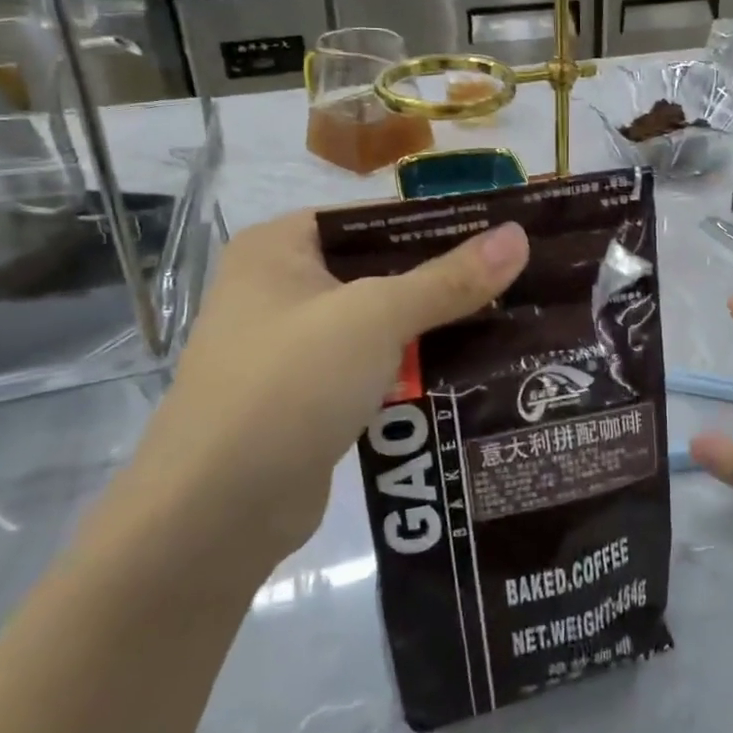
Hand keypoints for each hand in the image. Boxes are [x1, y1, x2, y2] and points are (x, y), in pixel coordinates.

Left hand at [127, 211, 529, 565]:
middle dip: (446, 280)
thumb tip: (519, 236)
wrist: (214, 515)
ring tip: (509, 322)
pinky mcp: (308, 397)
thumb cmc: (289, 385)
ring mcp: (293, 346)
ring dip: (436, 327)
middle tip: (517, 281)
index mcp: (280, 247)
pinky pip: (375, 366)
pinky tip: (470, 371)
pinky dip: (415, 368)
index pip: (377, 217)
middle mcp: (281, 288)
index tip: (503, 234)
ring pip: (382, 322)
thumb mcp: (376, 318)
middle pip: (383, 269)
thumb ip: (450, 278)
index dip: (441, 222)